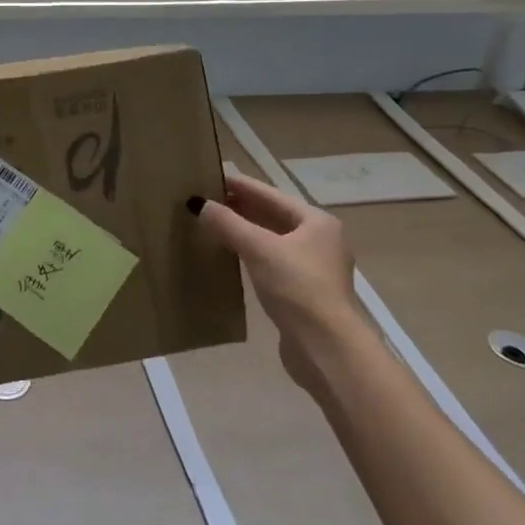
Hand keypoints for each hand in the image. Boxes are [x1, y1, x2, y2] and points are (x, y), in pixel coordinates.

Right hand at [192, 170, 363, 389]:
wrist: (326, 349)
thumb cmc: (297, 287)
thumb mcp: (258, 248)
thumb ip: (228, 224)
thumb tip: (199, 204)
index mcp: (316, 222)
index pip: (270, 194)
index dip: (239, 185)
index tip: (210, 175)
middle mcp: (319, 240)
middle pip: (272, 215)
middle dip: (240, 207)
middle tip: (205, 198)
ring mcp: (313, 268)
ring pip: (271, 240)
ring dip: (243, 231)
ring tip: (212, 223)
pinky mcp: (303, 292)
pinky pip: (270, 262)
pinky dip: (249, 254)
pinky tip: (228, 255)